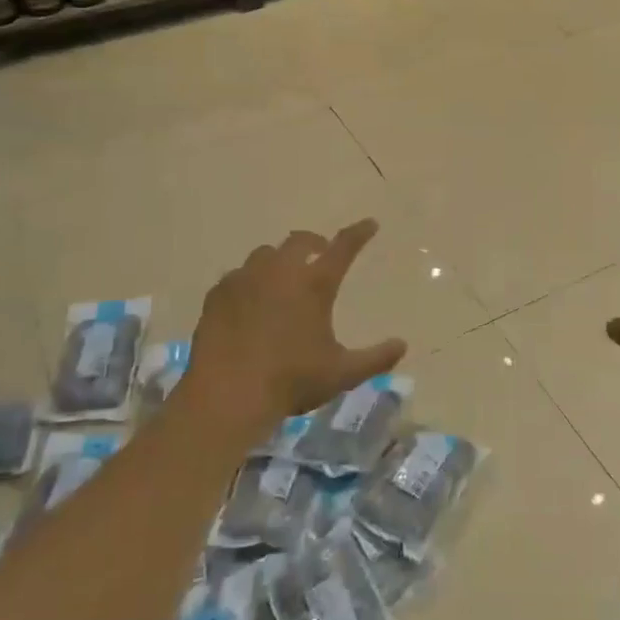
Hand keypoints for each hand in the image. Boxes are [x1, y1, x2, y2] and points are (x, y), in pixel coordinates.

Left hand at [184, 219, 407, 436]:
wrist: (226, 395)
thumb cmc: (290, 381)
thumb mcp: (342, 374)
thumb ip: (376, 358)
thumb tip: (402, 345)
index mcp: (314, 284)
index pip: (344, 248)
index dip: (358, 233)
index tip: (369, 224)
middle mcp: (280, 271)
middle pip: (300, 241)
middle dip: (314, 242)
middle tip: (320, 252)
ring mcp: (245, 279)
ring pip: (265, 254)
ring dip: (279, 259)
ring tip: (282, 277)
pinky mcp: (218, 294)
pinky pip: (237, 276)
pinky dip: (249, 281)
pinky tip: (249, 300)